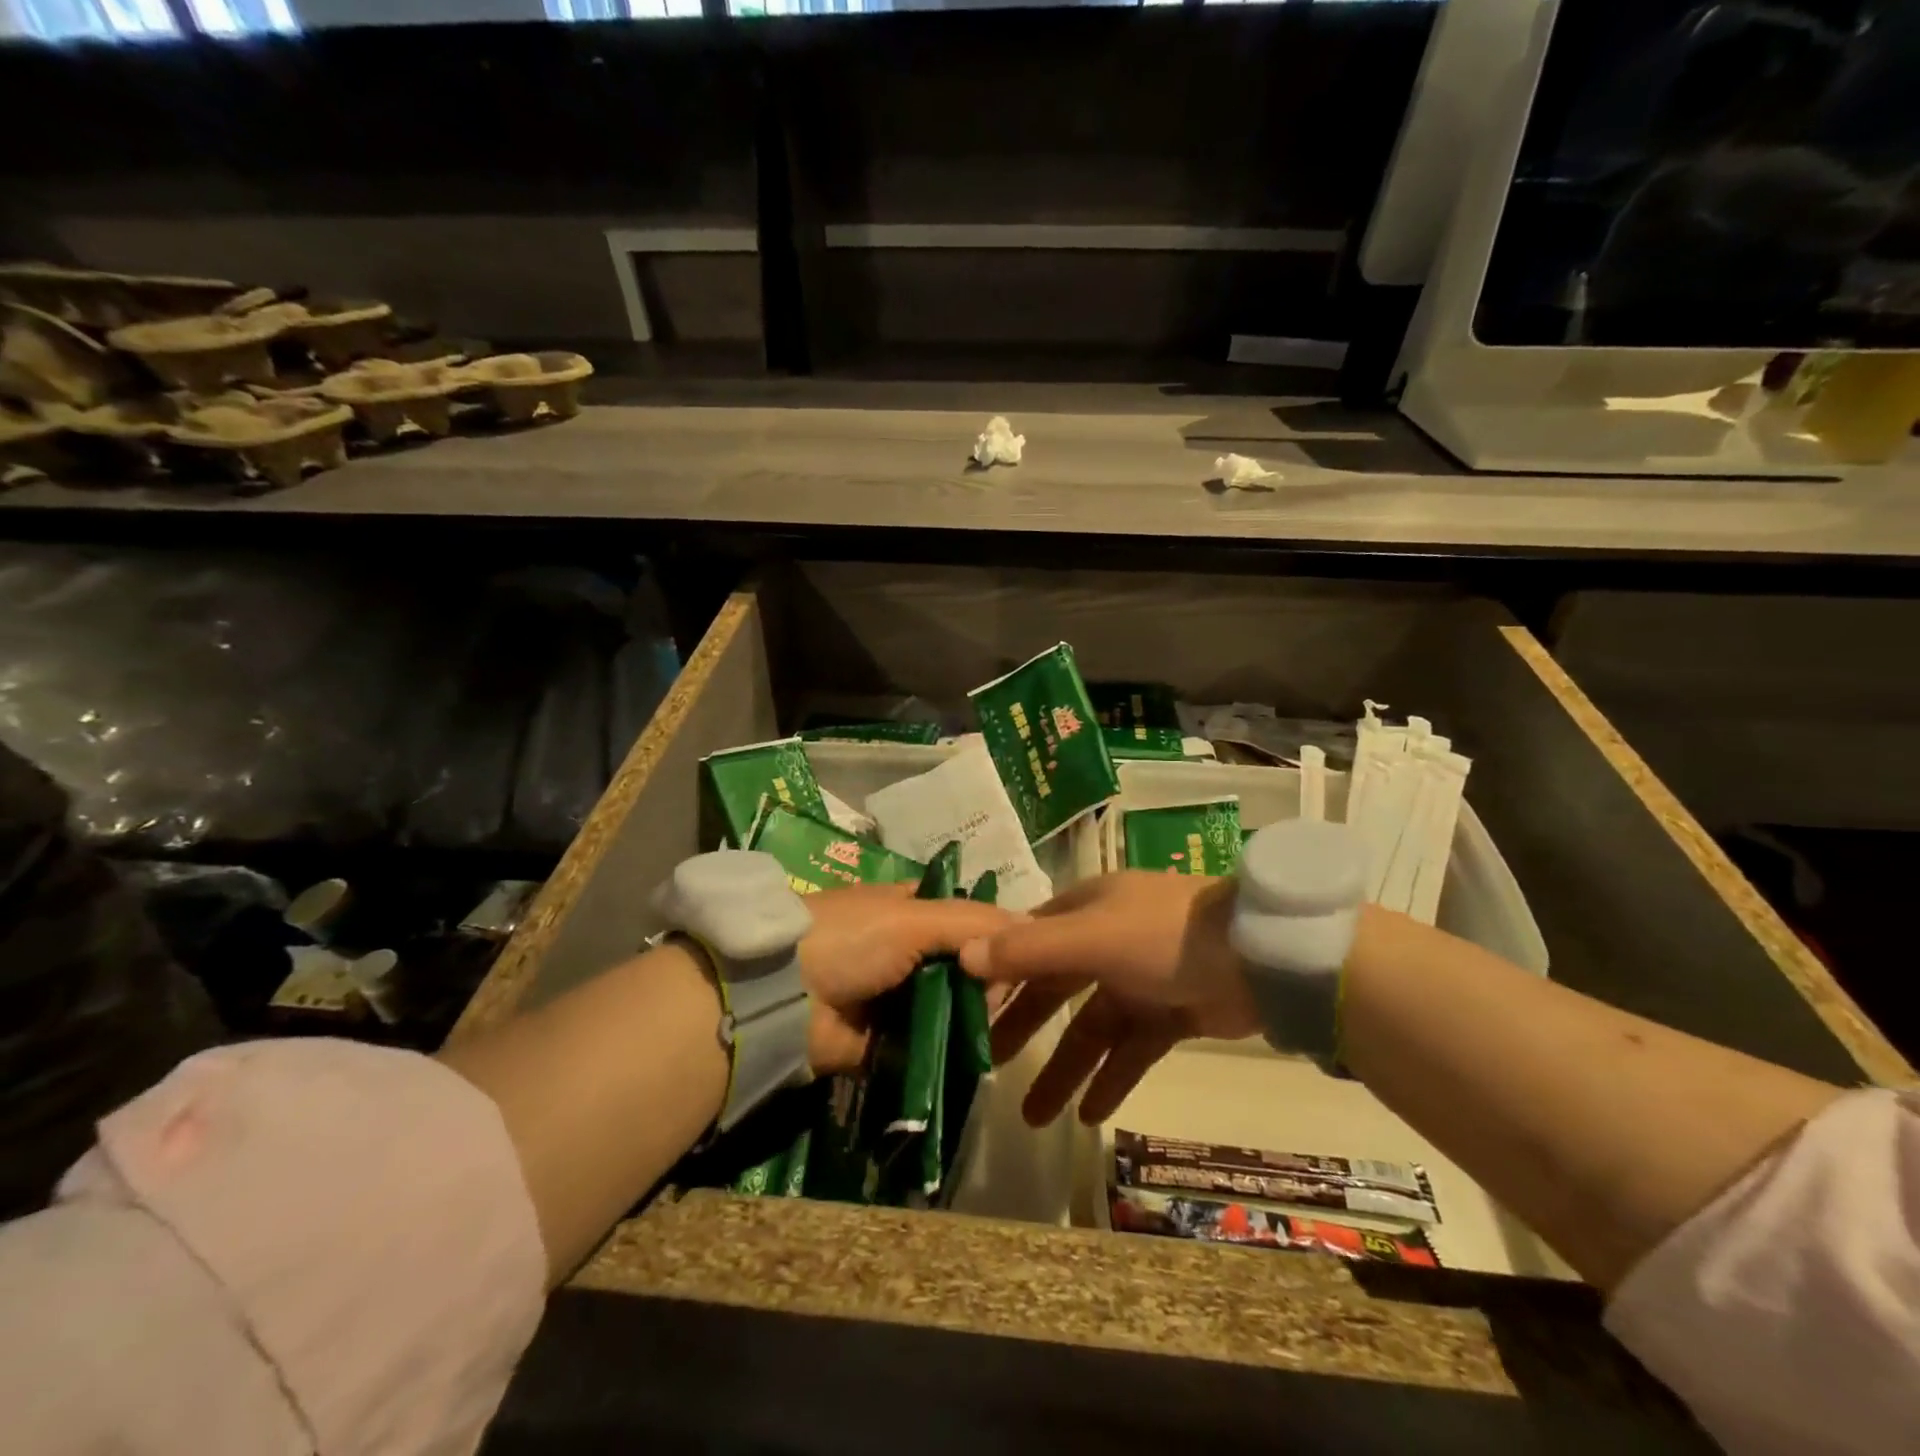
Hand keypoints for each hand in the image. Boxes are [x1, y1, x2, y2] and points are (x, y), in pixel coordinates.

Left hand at [798, 882, 1010, 1075]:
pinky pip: (927, 1044)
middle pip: (960, 964)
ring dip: (971, 1018)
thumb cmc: (850, 939)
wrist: (783, 998)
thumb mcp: (912, 917)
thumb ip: (971, 921)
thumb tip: (1031, 926)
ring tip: (996, 1031)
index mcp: (906, 910)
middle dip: (984, 982)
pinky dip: (948, 1050)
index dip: (992, 934)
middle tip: (1004, 1001)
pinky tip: (977, 1057)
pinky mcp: (883, 1042)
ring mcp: (892, 997)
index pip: (963, 918)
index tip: (1022, 955)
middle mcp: (902, 949)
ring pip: (948, 1005)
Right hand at [958, 872, 1259, 1125]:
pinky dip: (1111, 1078)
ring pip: (1091, 1028)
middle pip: (1055, 988)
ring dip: (1065, 1069)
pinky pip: (1131, 1049)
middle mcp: (1107, 940)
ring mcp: (1141, 979)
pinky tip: (1089, 1116)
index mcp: (1085, 910)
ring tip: (1034, 1118)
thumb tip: (963, 955)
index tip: (969, 1009)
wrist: (1260, 957)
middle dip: (1024, 1028)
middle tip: (989, 1068)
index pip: (1028, 941)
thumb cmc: (1164, 936)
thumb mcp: (1091, 938)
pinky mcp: (1171, 1013)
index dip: (999, 973)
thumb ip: (1029, 951)